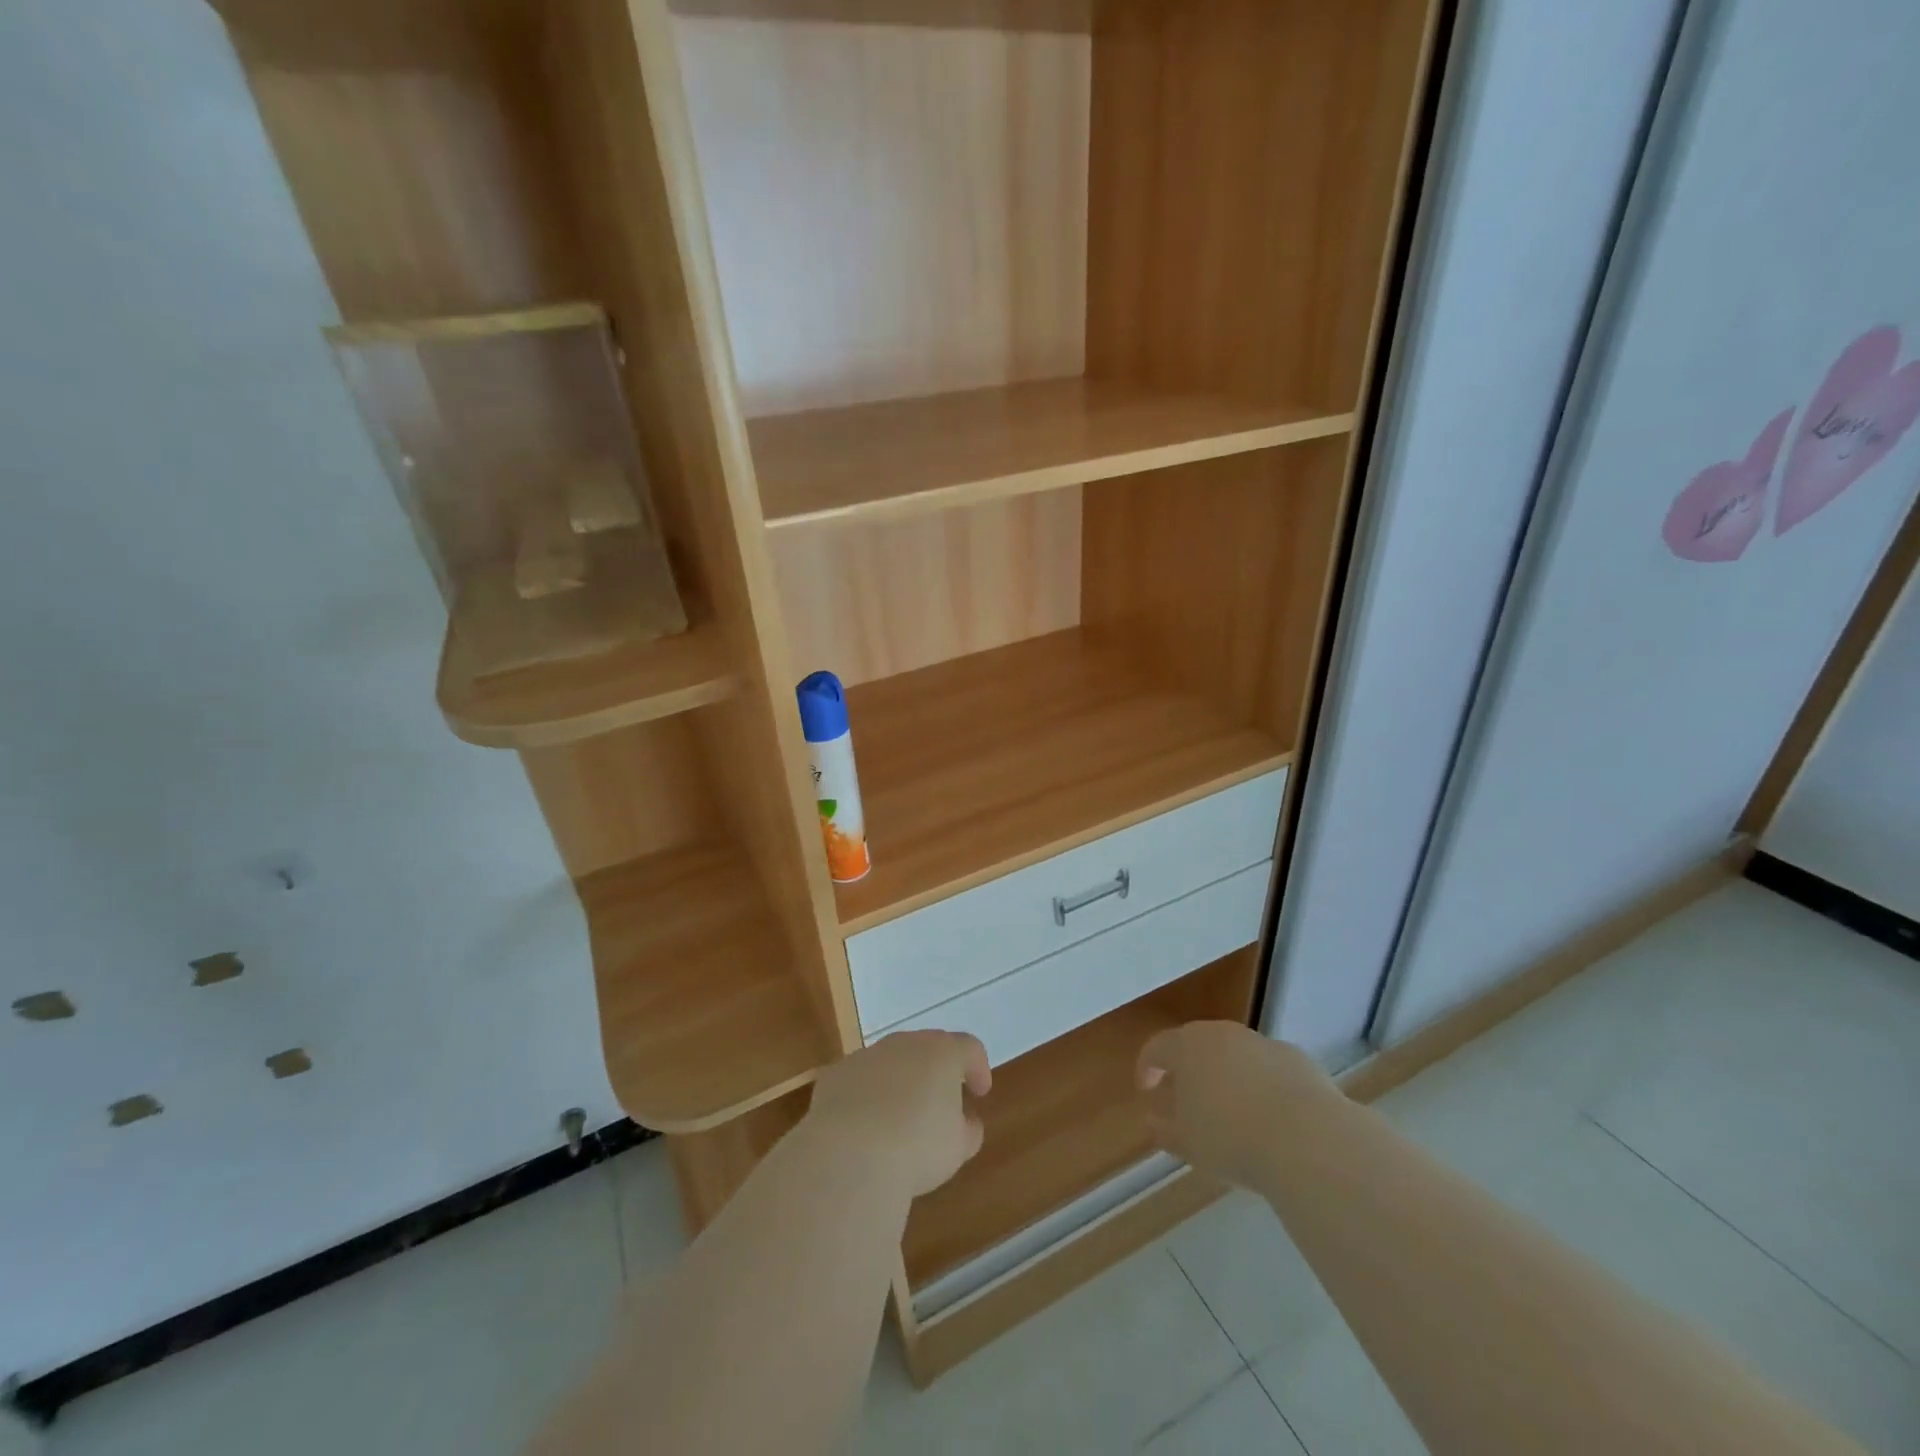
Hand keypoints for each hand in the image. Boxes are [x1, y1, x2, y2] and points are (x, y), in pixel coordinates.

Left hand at [804, 1030, 991, 1197]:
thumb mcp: (957, 1148)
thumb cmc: (917, 1148)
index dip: (978, 1068)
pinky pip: (859, 1080)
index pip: (969, 1048)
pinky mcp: (836, 1074)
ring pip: (890, 1062)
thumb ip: (968, 1129)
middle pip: (927, 1048)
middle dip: (936, 1072)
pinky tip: (864, 1127)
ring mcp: (867, 1055)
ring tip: (899, 1118)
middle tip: (940, 1102)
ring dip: (899, 1082)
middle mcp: (905, 1043)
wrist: (849, 1155)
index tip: (979, 1093)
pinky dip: (866, 1096)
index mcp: (942, 1052)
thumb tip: (965, 1122)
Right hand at [1136, 1021, 1339, 1189]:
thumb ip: (1165, 1128)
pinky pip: (1268, 1068)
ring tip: (1232, 1112)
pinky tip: (1270, 1117)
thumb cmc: (1231, 1138)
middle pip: (1197, 1045)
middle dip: (1189, 1070)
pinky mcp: (1296, 1059)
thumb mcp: (1188, 1142)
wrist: (1308, 1140)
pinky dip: (1262, 1085)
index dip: (1148, 1068)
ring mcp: (1262, 1043)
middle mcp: (1222, 1034)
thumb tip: (1152, 1120)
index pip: (1157, 1048)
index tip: (1147, 1091)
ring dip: (1227, 1076)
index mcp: (1187, 1046)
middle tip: (1188, 1101)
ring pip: (1235, 1055)